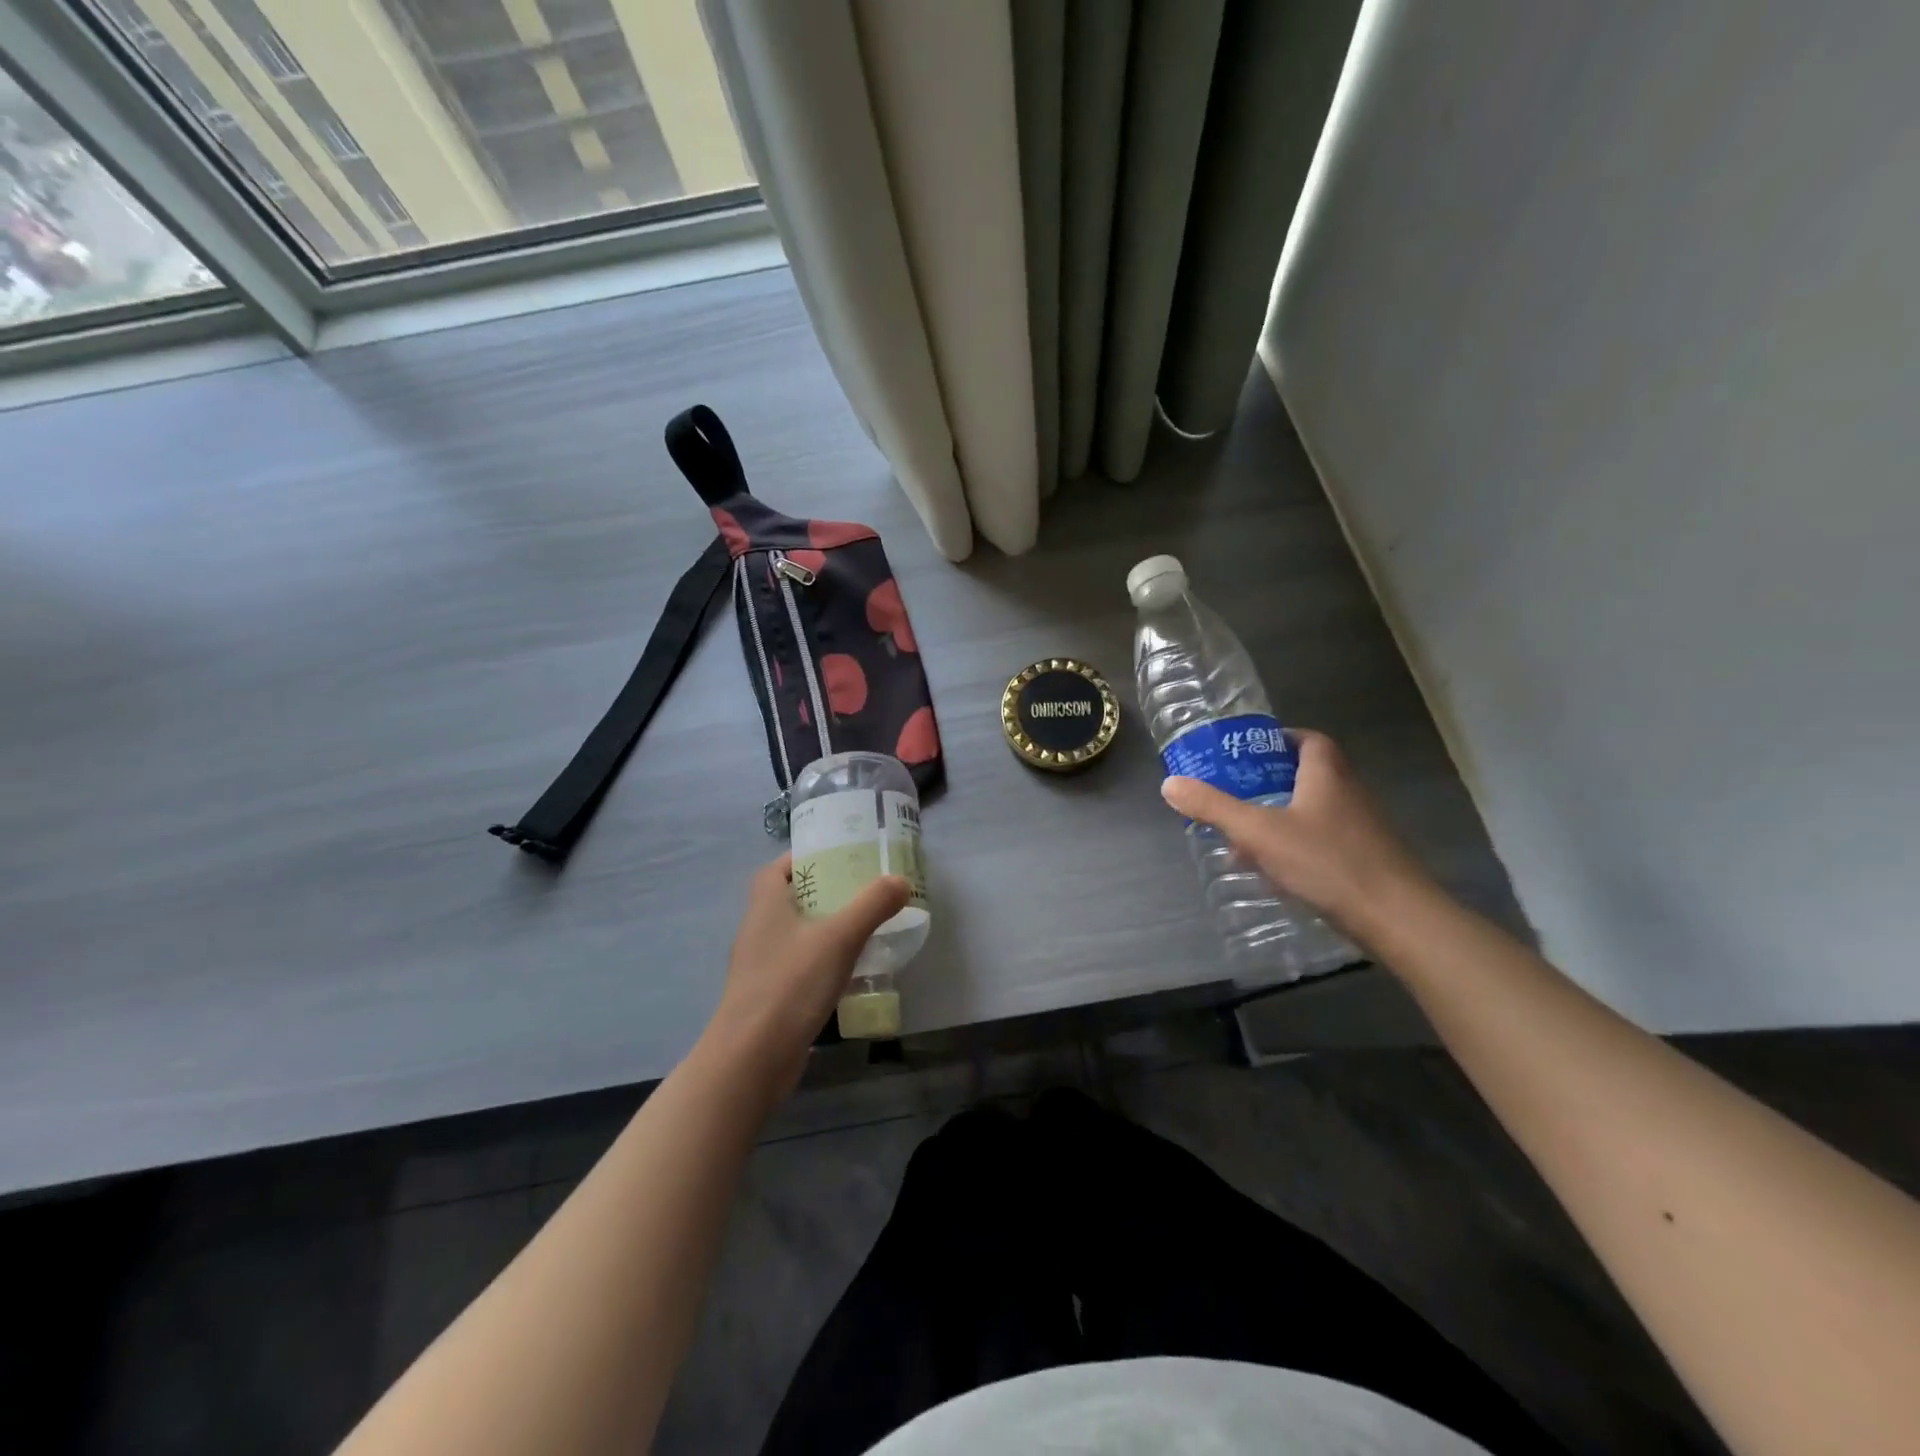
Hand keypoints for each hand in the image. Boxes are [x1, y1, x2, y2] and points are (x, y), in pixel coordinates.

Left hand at [701, 855, 910, 1100]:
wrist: (752, 1059)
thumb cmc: (790, 985)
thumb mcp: (839, 938)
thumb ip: (872, 906)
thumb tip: (900, 880)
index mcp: (765, 907)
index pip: (775, 870)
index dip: (801, 860)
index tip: (836, 858)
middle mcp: (758, 932)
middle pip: (789, 901)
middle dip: (823, 894)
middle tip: (862, 891)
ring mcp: (761, 968)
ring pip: (795, 936)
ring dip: (824, 930)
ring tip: (863, 928)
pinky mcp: (769, 999)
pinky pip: (798, 968)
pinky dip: (821, 963)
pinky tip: (849, 972)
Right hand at [1160, 729, 1433, 934]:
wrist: (1396, 917)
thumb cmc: (1327, 862)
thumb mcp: (1259, 832)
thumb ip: (1214, 807)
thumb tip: (1170, 783)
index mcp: (1326, 774)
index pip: (1307, 739)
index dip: (1279, 740)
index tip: (1247, 752)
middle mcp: (1348, 793)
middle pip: (1308, 774)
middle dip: (1270, 781)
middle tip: (1235, 792)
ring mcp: (1361, 828)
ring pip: (1314, 810)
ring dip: (1281, 817)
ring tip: (1244, 835)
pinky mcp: (1365, 859)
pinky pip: (1323, 841)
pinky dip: (1296, 846)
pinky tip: (1274, 872)